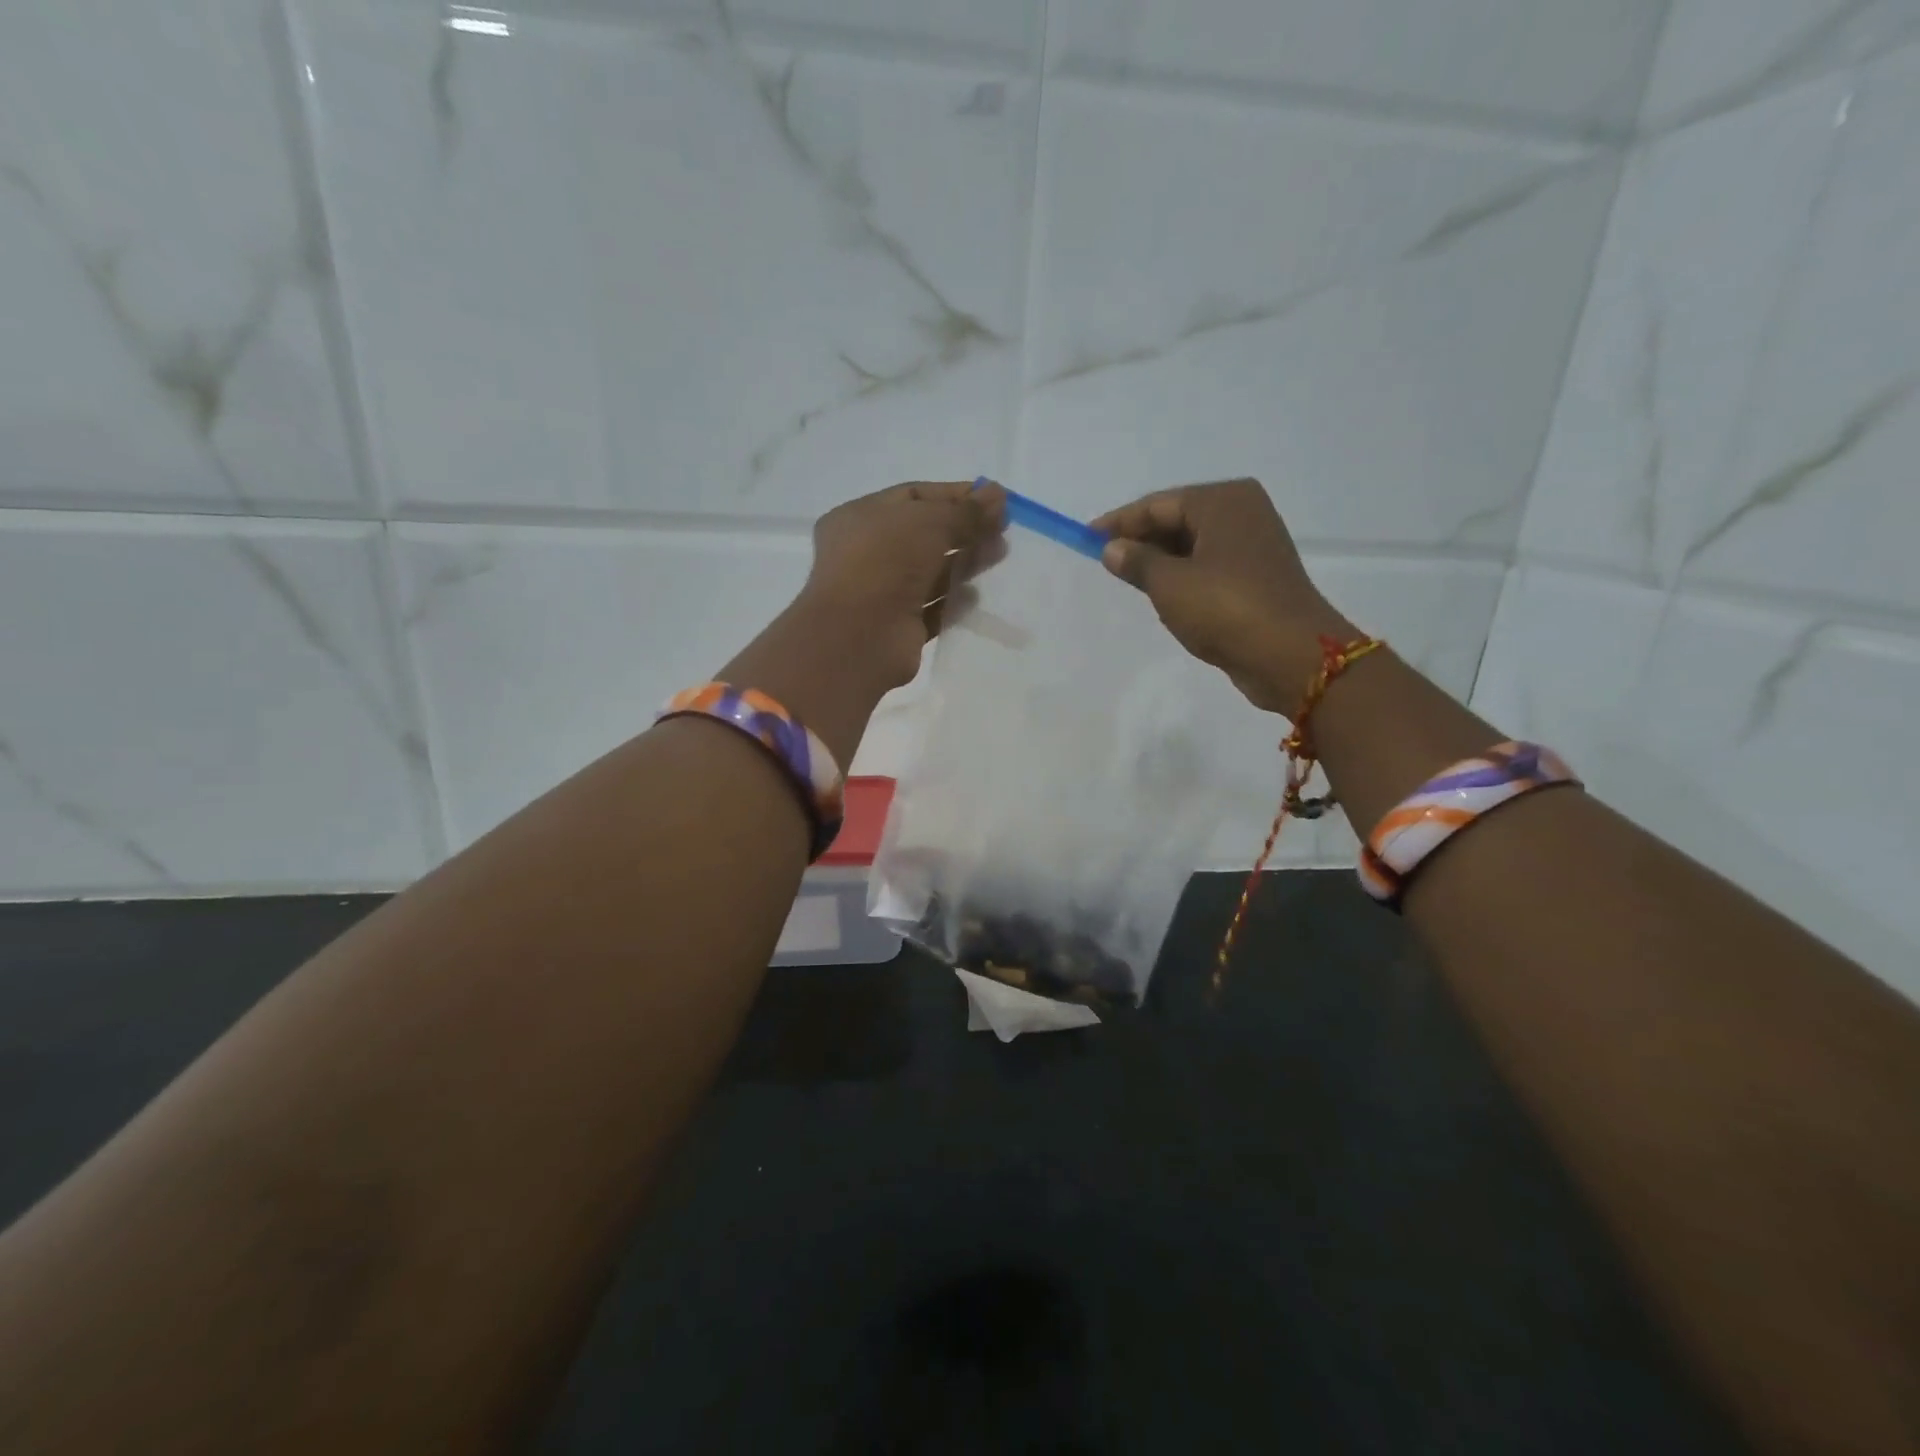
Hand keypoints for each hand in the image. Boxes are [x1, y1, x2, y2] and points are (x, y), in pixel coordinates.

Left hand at [797, 479, 1006, 691]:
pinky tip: (975, 596)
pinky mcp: (898, 628)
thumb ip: (967, 511)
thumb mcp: (930, 522)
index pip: (913, 497)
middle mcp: (867, 553)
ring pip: (930, 572)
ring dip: (964, 563)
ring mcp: (881, 593)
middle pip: (924, 535)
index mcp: (860, 517)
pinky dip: (953, 602)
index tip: (994, 499)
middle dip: (965, 530)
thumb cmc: (886, 561)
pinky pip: (932, 609)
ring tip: (998, 556)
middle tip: (1002, 531)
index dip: (954, 495)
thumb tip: (998, 494)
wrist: (859, 635)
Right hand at [1093, 478, 1354, 713]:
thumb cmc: (1225, 608)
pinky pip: (1208, 566)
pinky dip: (1183, 576)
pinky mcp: (1257, 577)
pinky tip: (1162, 595)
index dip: (1118, 522)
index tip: (1085, 539)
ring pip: (1192, 545)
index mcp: (1223, 501)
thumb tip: (1112, 549)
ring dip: (1160, 561)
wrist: (1290, 656)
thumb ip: (1136, 561)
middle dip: (1140, 540)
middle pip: (1177, 519)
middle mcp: (1242, 513)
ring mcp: (1253, 545)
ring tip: (1127, 579)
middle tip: (1104, 561)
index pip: (1158, 504)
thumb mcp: (1169, 584)